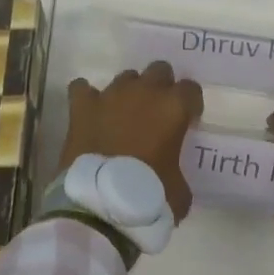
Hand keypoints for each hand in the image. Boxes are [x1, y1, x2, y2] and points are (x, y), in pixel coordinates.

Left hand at [58, 62, 204, 222]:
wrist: (101, 204)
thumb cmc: (149, 196)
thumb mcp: (180, 190)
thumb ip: (178, 169)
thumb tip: (171, 173)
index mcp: (174, 108)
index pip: (191, 89)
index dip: (190, 105)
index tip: (186, 121)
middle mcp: (145, 92)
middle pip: (159, 70)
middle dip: (160, 87)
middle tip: (156, 113)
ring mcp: (111, 95)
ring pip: (125, 77)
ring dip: (128, 92)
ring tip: (123, 116)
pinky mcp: (83, 106)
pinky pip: (82, 88)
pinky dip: (87, 97)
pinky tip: (90, 110)